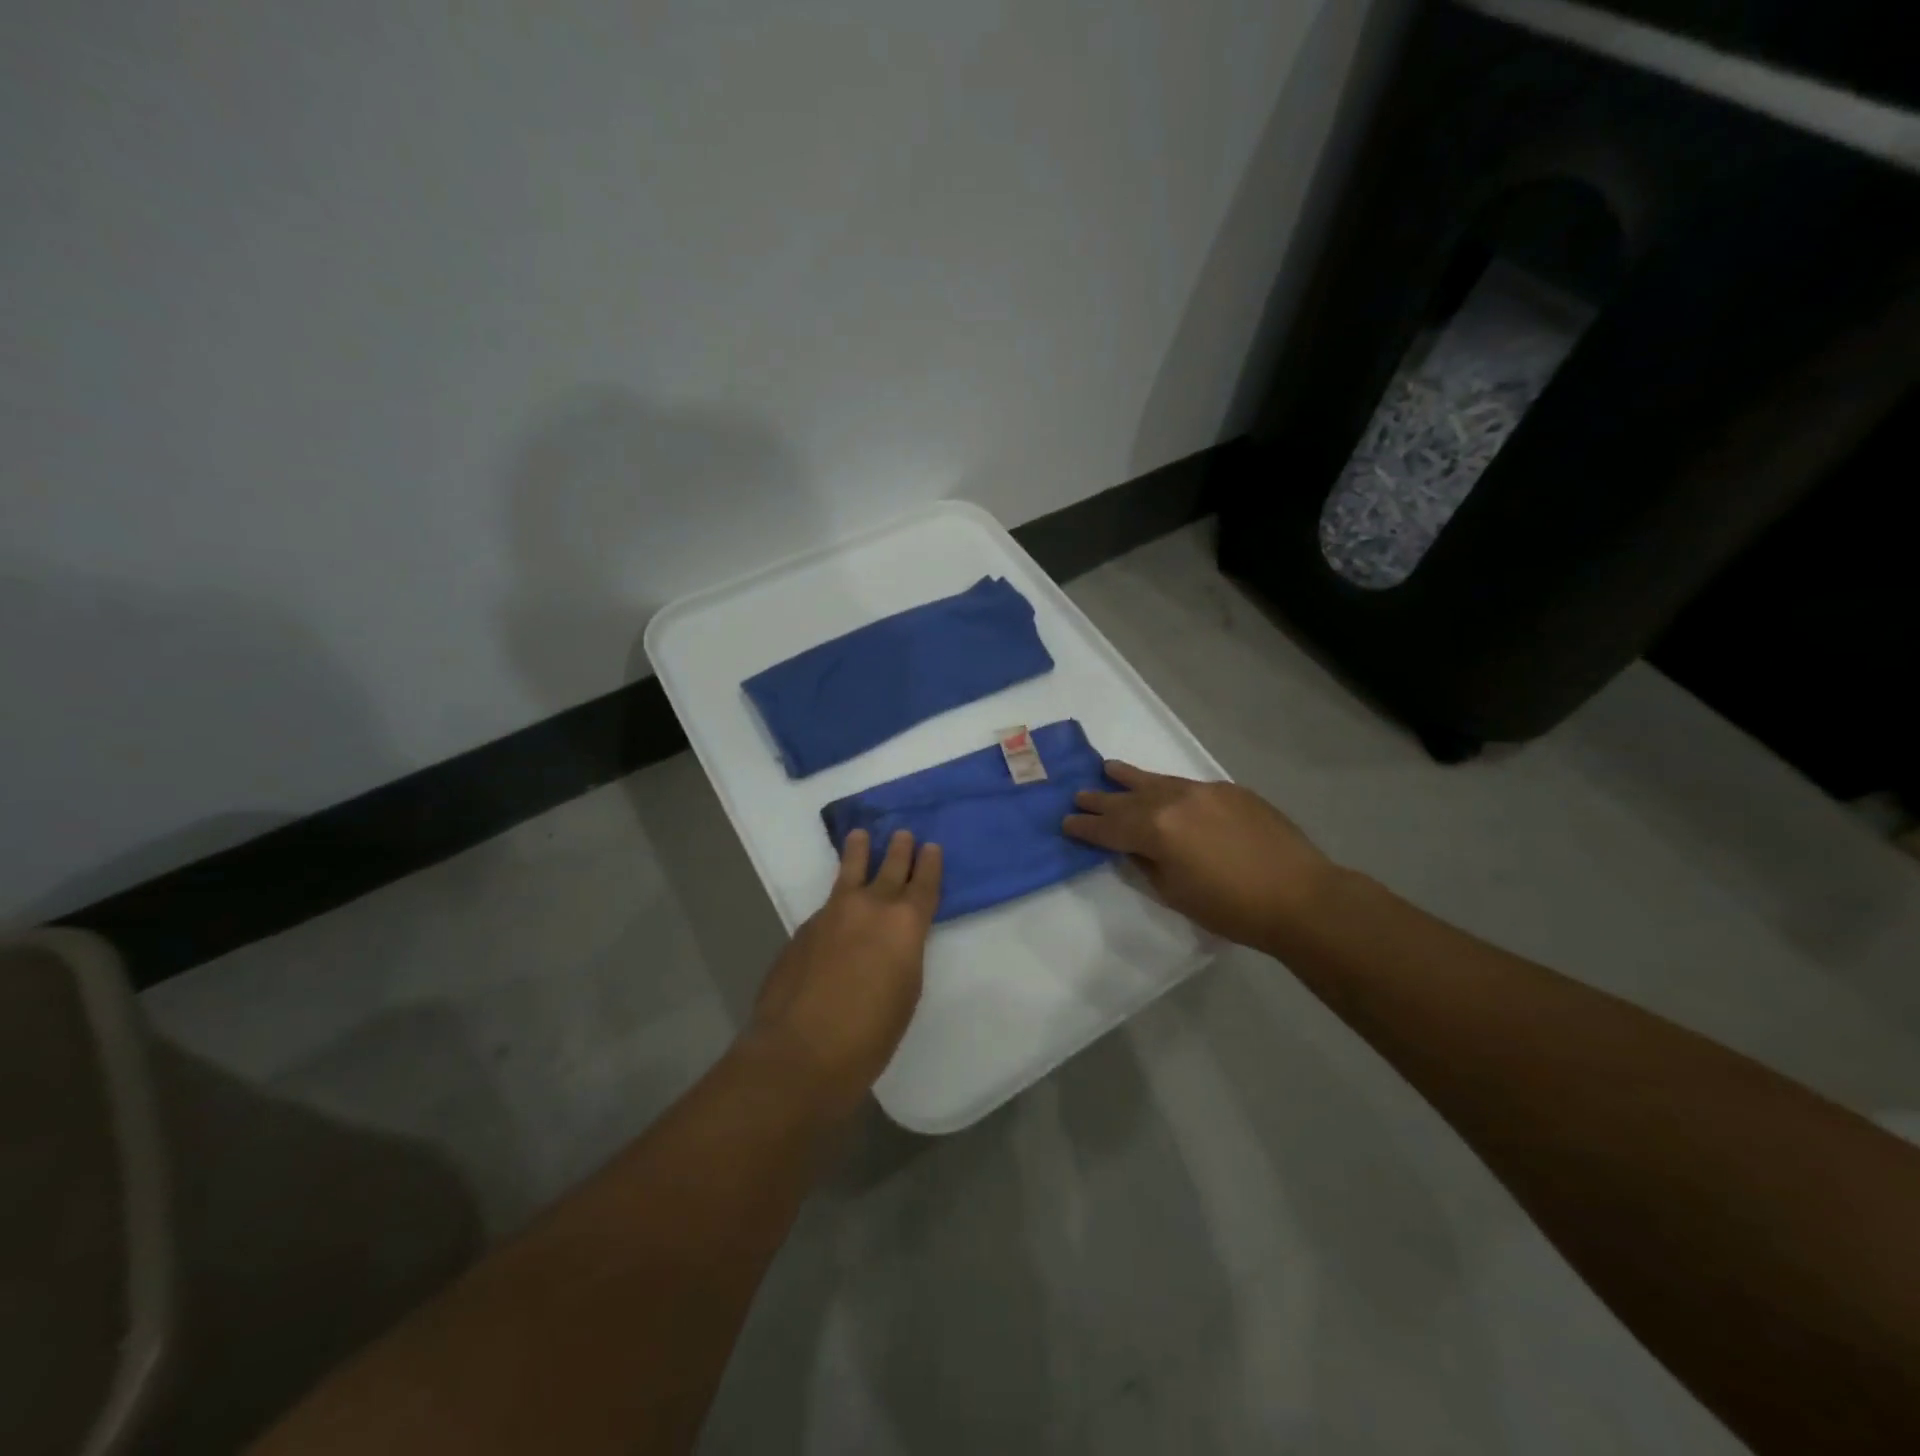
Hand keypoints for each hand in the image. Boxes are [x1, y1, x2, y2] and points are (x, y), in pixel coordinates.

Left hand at [745, 828, 942, 1120]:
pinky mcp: (804, 929)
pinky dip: (837, 900)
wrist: (800, 1051)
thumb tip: (891, 940)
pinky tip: (837, 911)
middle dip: (899, 850)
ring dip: (859, 853)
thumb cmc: (869, 1034)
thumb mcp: (905, 992)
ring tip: (860, 836)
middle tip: (903, 833)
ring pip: (849, 873)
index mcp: (904, 924)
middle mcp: (869, 907)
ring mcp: (831, 914)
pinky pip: (827, 905)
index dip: (929, 864)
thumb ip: (903, 954)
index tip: (931, 847)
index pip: (923, 884)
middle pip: (889, 868)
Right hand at [1063, 762, 1334, 950]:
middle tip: (1079, 795)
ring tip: (1109, 768)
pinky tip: (1163, 790)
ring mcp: (1204, 791)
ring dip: (1130, 778)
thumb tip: (1133, 849)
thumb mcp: (1175, 894)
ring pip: (1157, 781)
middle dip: (1101, 799)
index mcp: (1156, 830)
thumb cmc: (1232, 908)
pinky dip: (1167, 787)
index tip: (1066, 823)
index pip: (1109, 827)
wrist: (1301, 896)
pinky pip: (1187, 785)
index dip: (1085, 827)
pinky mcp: (1229, 790)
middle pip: (1128, 798)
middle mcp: (1174, 801)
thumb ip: (1146, 865)